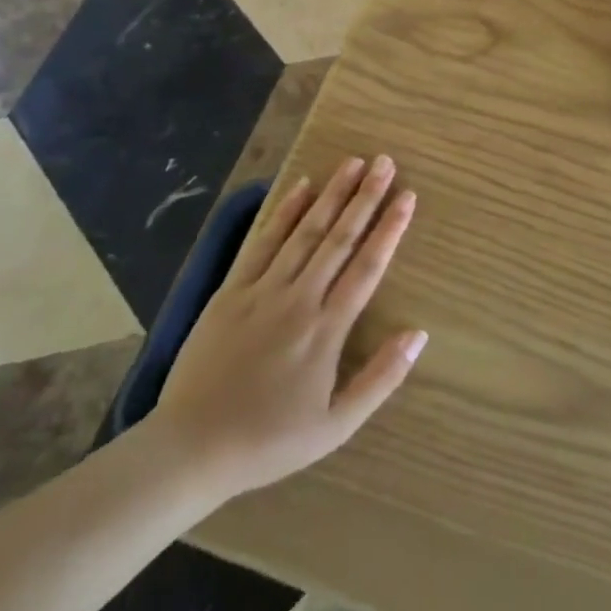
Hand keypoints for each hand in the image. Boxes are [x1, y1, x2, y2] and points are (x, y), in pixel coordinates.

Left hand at [149, 157, 426, 500]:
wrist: (191, 448)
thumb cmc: (270, 440)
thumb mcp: (337, 425)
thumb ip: (381, 378)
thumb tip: (419, 334)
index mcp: (326, 329)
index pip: (367, 267)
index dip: (390, 229)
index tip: (407, 197)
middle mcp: (298, 298)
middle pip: (339, 238)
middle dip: (365, 197)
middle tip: (385, 163)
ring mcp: (262, 290)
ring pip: (304, 232)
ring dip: (331, 195)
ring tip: (353, 163)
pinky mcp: (231, 291)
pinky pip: (261, 243)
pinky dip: (283, 213)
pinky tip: (300, 188)